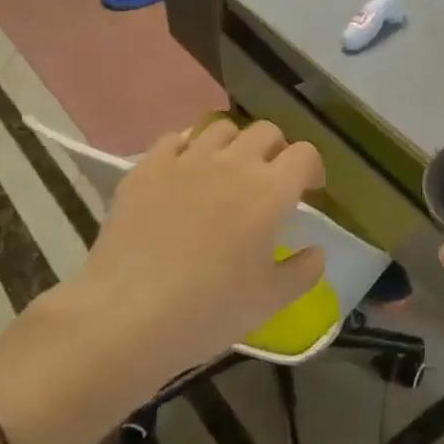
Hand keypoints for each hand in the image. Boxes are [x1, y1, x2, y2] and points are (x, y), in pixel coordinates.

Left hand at [0, 120, 326, 442]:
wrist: (127, 315)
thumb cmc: (208, 310)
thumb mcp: (270, 301)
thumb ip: (304, 271)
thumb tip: (316, 251)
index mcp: (270, 191)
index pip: (305, 155)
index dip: (312, 169)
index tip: (308, 191)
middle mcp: (233, 163)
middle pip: (266, 131)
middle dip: (276, 151)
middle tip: (269, 182)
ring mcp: (186, 160)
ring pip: (221, 128)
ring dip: (233, 145)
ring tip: (225, 173)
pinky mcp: (147, 167)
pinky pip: (175, 139)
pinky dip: (188, 150)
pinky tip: (183, 174)